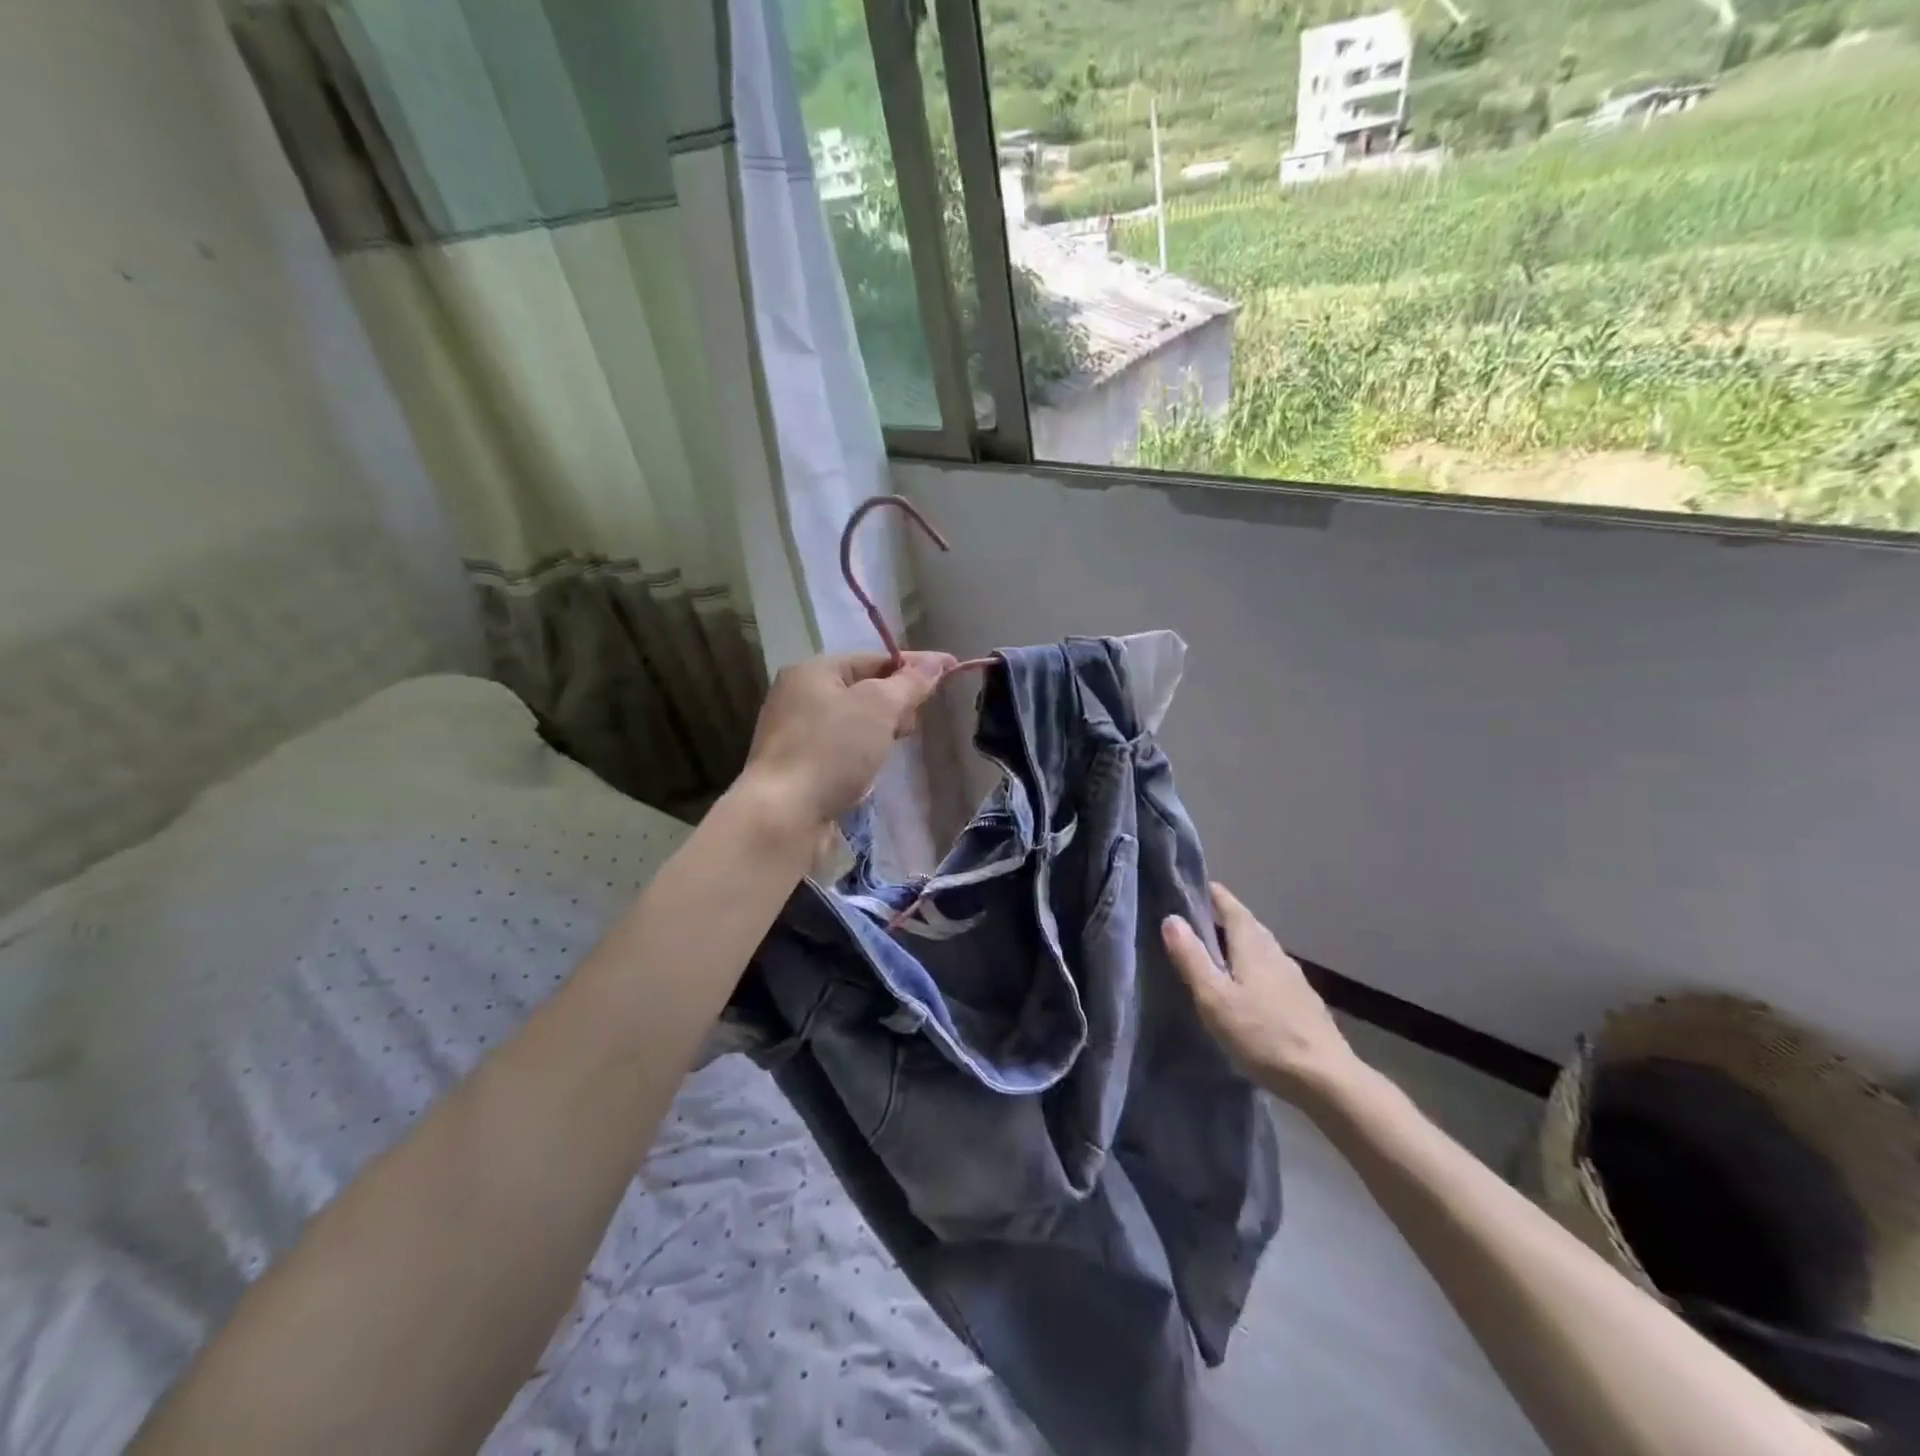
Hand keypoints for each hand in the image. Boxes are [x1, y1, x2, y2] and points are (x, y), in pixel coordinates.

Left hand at [742, 650, 955, 830]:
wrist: (783, 815)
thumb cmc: (832, 750)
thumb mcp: (879, 707)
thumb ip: (909, 683)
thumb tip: (936, 662)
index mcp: (813, 671)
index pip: (874, 658)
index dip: (914, 666)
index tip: (951, 671)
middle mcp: (798, 696)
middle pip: (862, 688)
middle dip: (895, 702)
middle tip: (914, 724)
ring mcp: (794, 733)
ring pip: (853, 722)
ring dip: (879, 731)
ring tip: (895, 747)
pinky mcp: (797, 768)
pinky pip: (840, 749)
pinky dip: (861, 754)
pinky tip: (870, 771)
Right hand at [1162, 883, 1359, 1103]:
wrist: (1326, 1080)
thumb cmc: (1263, 1035)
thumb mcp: (1215, 998)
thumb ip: (1192, 958)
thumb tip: (1171, 918)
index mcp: (1254, 946)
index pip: (1232, 908)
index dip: (1214, 895)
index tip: (1195, 886)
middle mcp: (1276, 954)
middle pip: (1249, 926)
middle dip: (1225, 917)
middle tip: (1198, 919)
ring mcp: (1294, 979)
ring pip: (1262, 949)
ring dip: (1240, 943)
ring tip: (1217, 952)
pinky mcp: (1303, 1003)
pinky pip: (1271, 971)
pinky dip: (1254, 967)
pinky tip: (1246, 987)